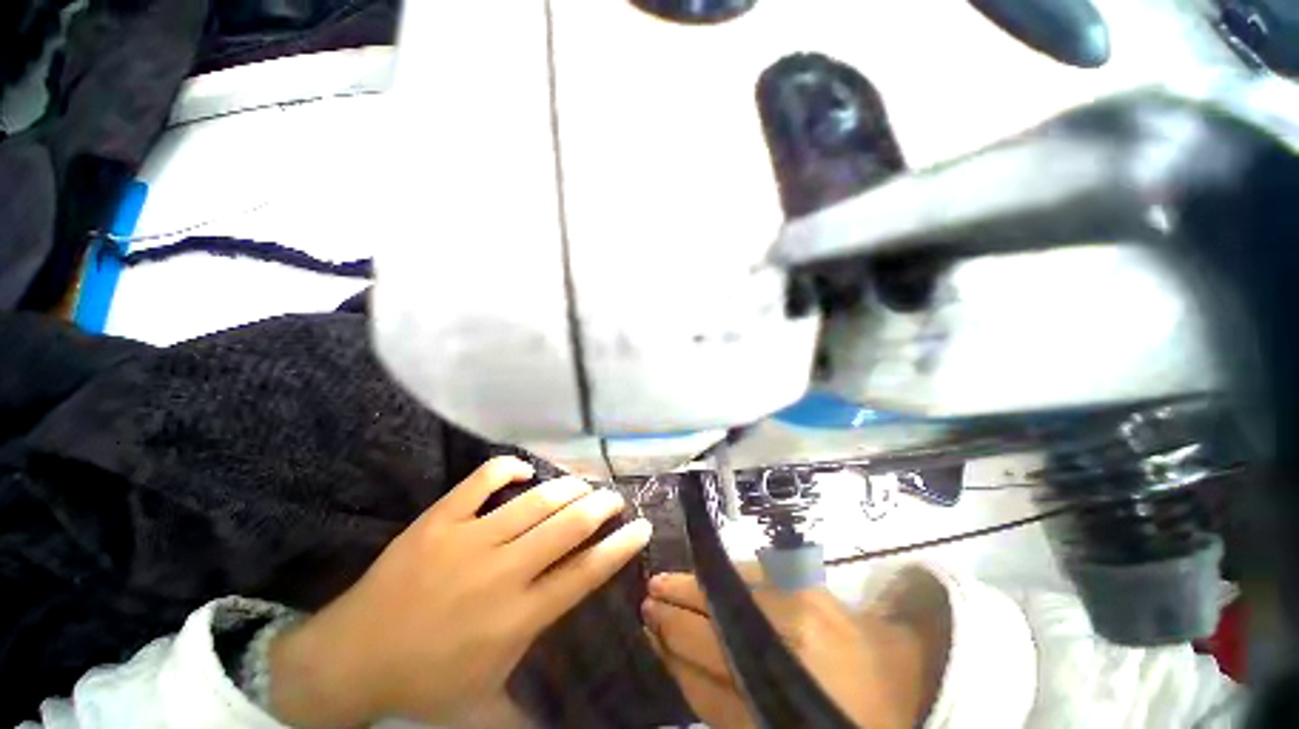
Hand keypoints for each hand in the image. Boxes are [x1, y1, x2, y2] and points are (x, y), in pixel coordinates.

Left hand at [268, 457, 651, 726]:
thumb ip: (526, 708)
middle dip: (601, 506)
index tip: (642, 526)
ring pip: (536, 501)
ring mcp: (470, 541)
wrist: (350, 659)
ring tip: (582, 484)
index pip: (585, 573)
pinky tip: (524, 471)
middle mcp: (502, 573)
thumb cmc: (424, 682)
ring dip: (568, 487)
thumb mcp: (484, 702)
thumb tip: (565, 721)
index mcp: (518, 618)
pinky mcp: (441, 520)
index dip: (620, 546)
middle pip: (568, 527)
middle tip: (613, 497)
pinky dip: (509, 468)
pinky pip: (483, 480)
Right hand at [642, 573, 944, 728]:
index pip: (705, 677)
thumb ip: (720, 702)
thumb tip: (671, 656)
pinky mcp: (811, 586)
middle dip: (675, 611)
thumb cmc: (836, 715)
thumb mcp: (772, 723)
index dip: (670, 650)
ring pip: (728, 593)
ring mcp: (802, 611)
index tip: (646, 628)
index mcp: (780, 705)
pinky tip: (708, 573)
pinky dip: (726, 573)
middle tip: (648, 594)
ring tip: (667, 579)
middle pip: (714, 628)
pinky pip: (754, 574)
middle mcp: (788, 652)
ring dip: (694, 584)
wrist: (900, 684)